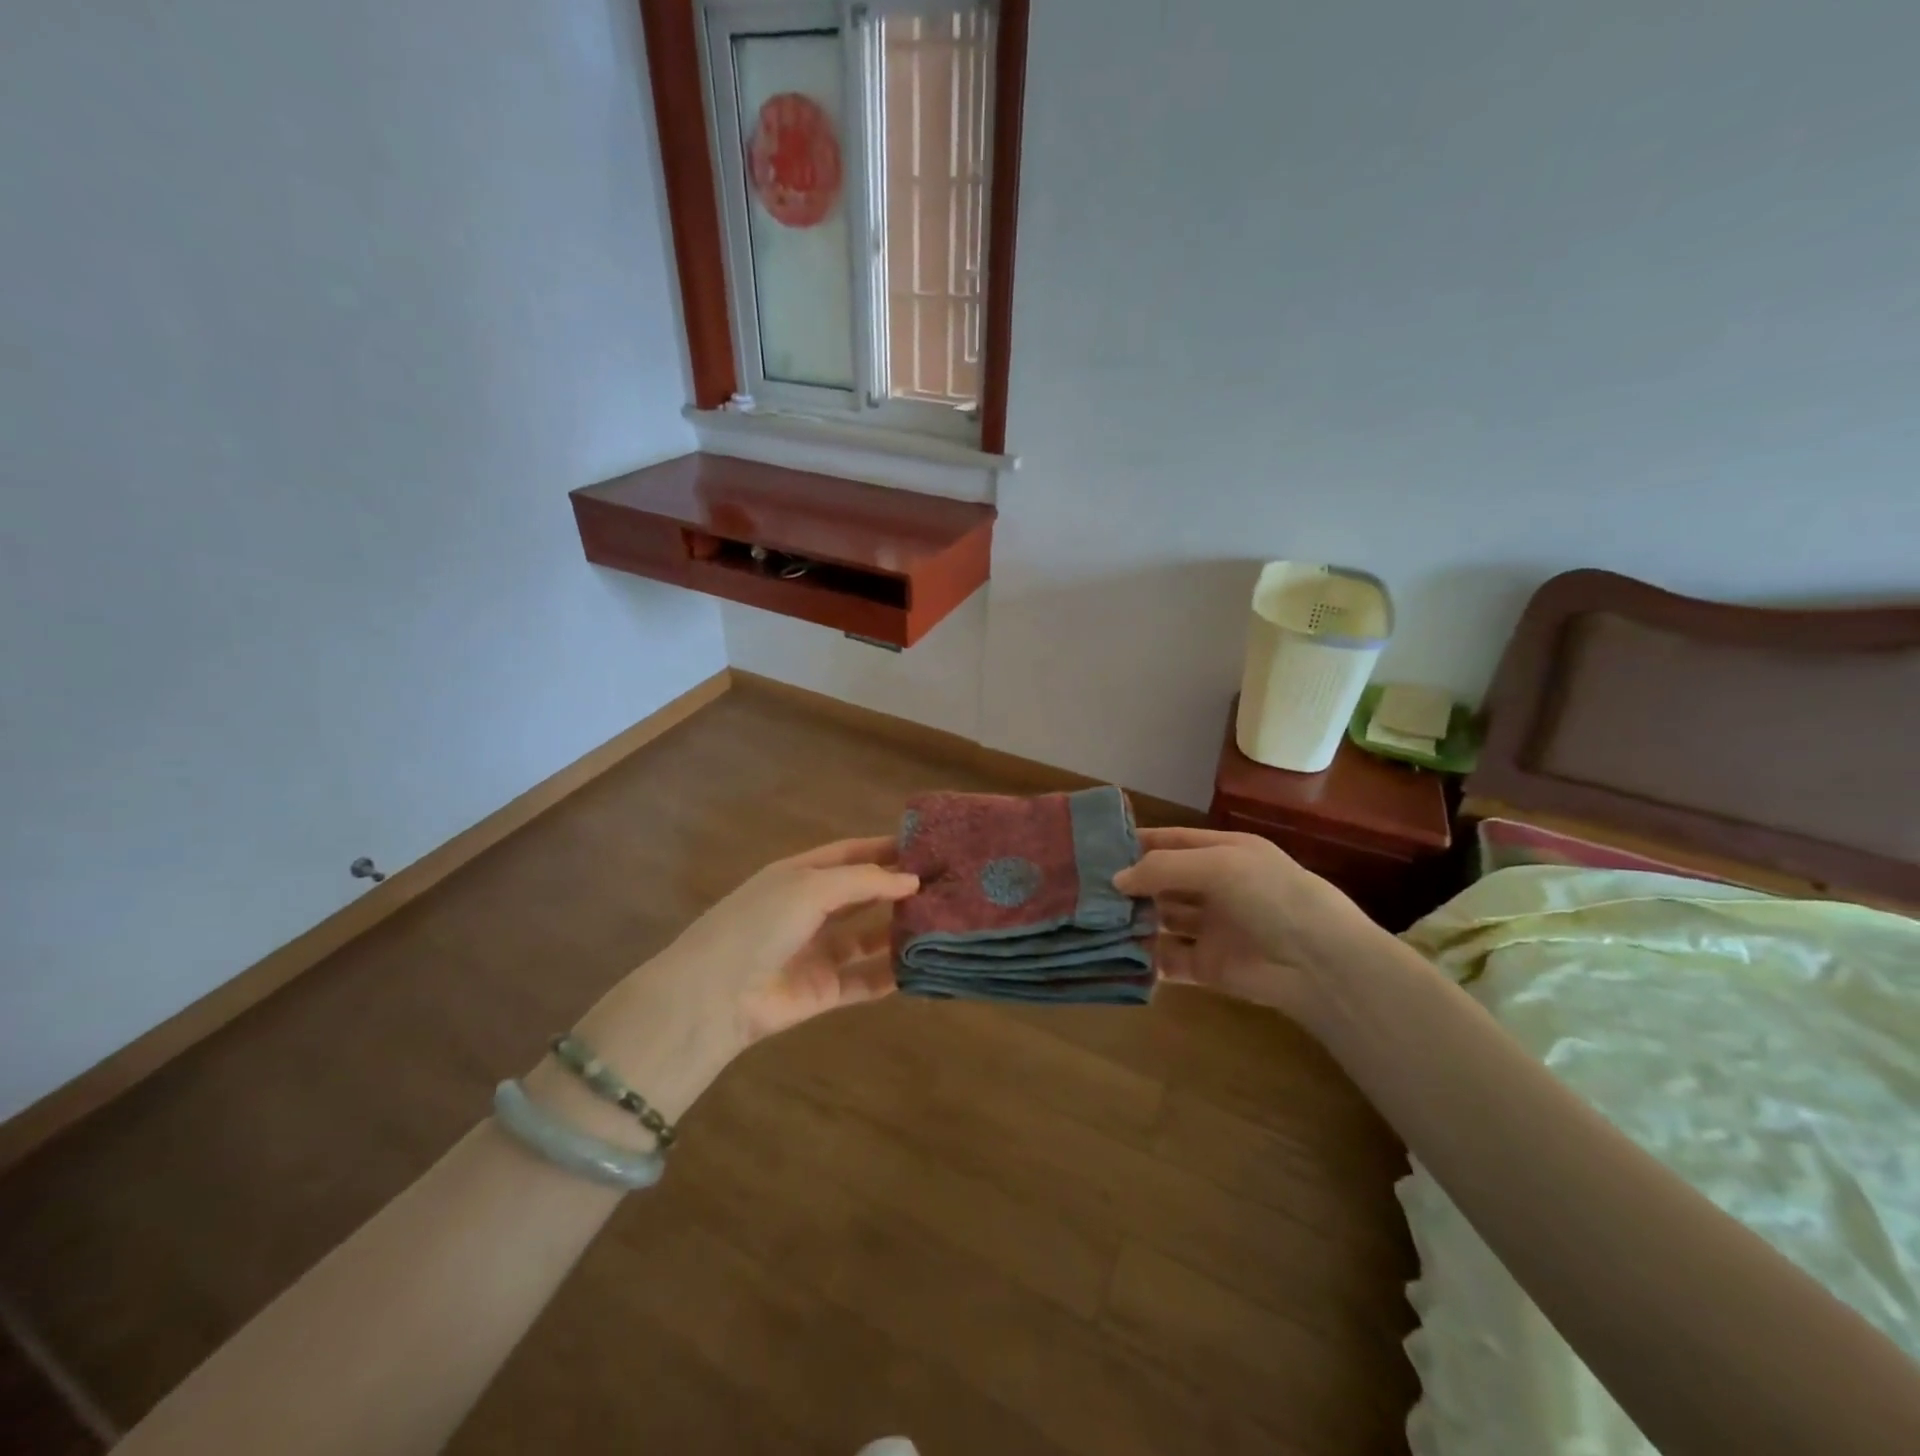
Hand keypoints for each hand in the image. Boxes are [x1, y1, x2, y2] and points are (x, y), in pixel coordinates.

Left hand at [652, 836, 919, 1043]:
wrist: (715, 994)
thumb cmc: (761, 923)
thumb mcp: (812, 887)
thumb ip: (864, 881)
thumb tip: (911, 880)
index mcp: (800, 875)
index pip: (849, 854)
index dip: (884, 849)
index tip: (924, 848)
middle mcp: (810, 909)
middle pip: (861, 894)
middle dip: (896, 889)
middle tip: (942, 886)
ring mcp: (817, 951)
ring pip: (867, 937)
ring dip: (898, 931)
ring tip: (940, 923)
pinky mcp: (824, 990)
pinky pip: (865, 979)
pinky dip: (891, 974)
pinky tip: (922, 967)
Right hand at [1114, 827, 1381, 1027]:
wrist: (1318, 963)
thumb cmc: (1270, 896)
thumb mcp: (1218, 865)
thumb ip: (1163, 868)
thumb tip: (1116, 879)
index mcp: (1223, 854)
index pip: (1171, 842)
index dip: (1138, 843)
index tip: (1097, 847)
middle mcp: (1214, 887)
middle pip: (1162, 882)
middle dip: (1129, 884)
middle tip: (1084, 887)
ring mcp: (1209, 928)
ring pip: (1160, 919)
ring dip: (1132, 919)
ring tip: (1091, 919)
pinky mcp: (1206, 966)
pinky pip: (1167, 959)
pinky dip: (1144, 957)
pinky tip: (1114, 952)